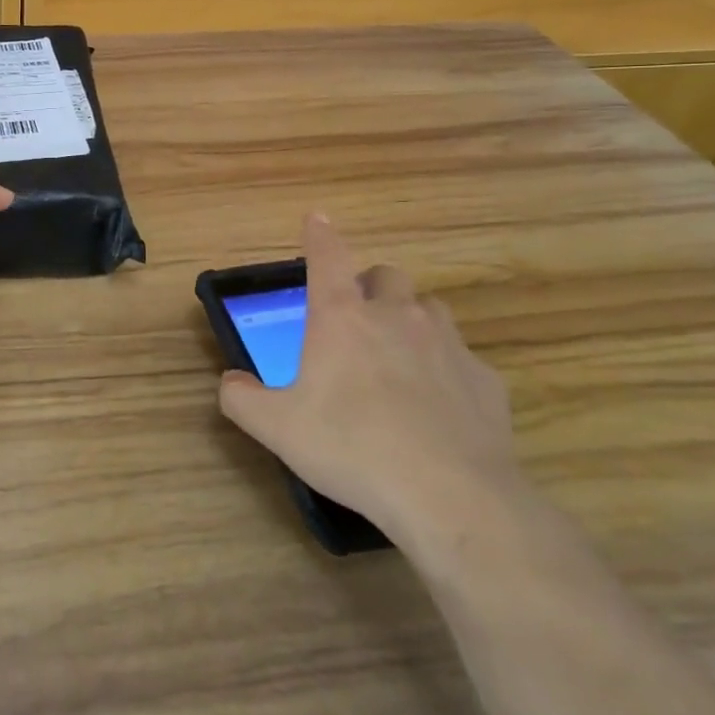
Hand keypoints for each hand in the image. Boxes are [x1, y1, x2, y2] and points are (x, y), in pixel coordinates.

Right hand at [218, 214, 520, 544]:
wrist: (450, 496)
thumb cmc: (352, 448)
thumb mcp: (277, 428)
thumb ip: (242, 399)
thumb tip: (229, 381)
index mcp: (342, 318)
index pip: (327, 257)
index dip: (319, 235)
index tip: (316, 218)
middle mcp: (396, 317)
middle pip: (386, 275)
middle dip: (370, 286)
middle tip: (356, 318)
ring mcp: (447, 344)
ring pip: (429, 309)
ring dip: (410, 320)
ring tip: (398, 356)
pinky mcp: (485, 380)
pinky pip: (461, 359)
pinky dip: (446, 370)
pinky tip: (438, 408)